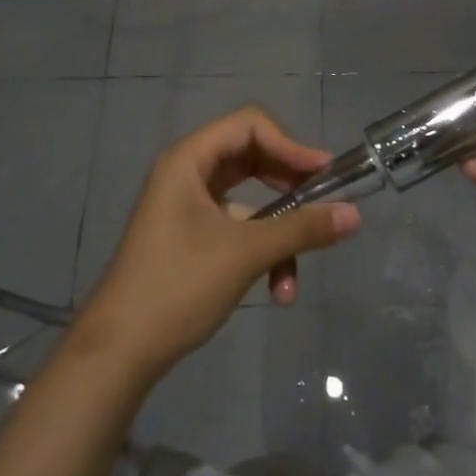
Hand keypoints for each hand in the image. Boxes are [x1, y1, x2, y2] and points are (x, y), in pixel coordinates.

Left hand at [77, 107, 360, 374]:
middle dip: (290, 185)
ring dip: (279, 232)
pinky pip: (238, 229)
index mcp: (189, 160)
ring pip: (250, 201)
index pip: (250, 125)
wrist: (120, 350)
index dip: (290, 144)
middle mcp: (187, 174)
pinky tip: (278, 291)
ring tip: (295, 273)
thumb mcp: (246, 253)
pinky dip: (261, 252)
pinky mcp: (192, 238)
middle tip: (324, 203)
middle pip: (252, 158)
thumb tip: (355, 215)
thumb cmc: (179, 285)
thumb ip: (302, 229)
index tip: (324, 174)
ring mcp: (188, 207)